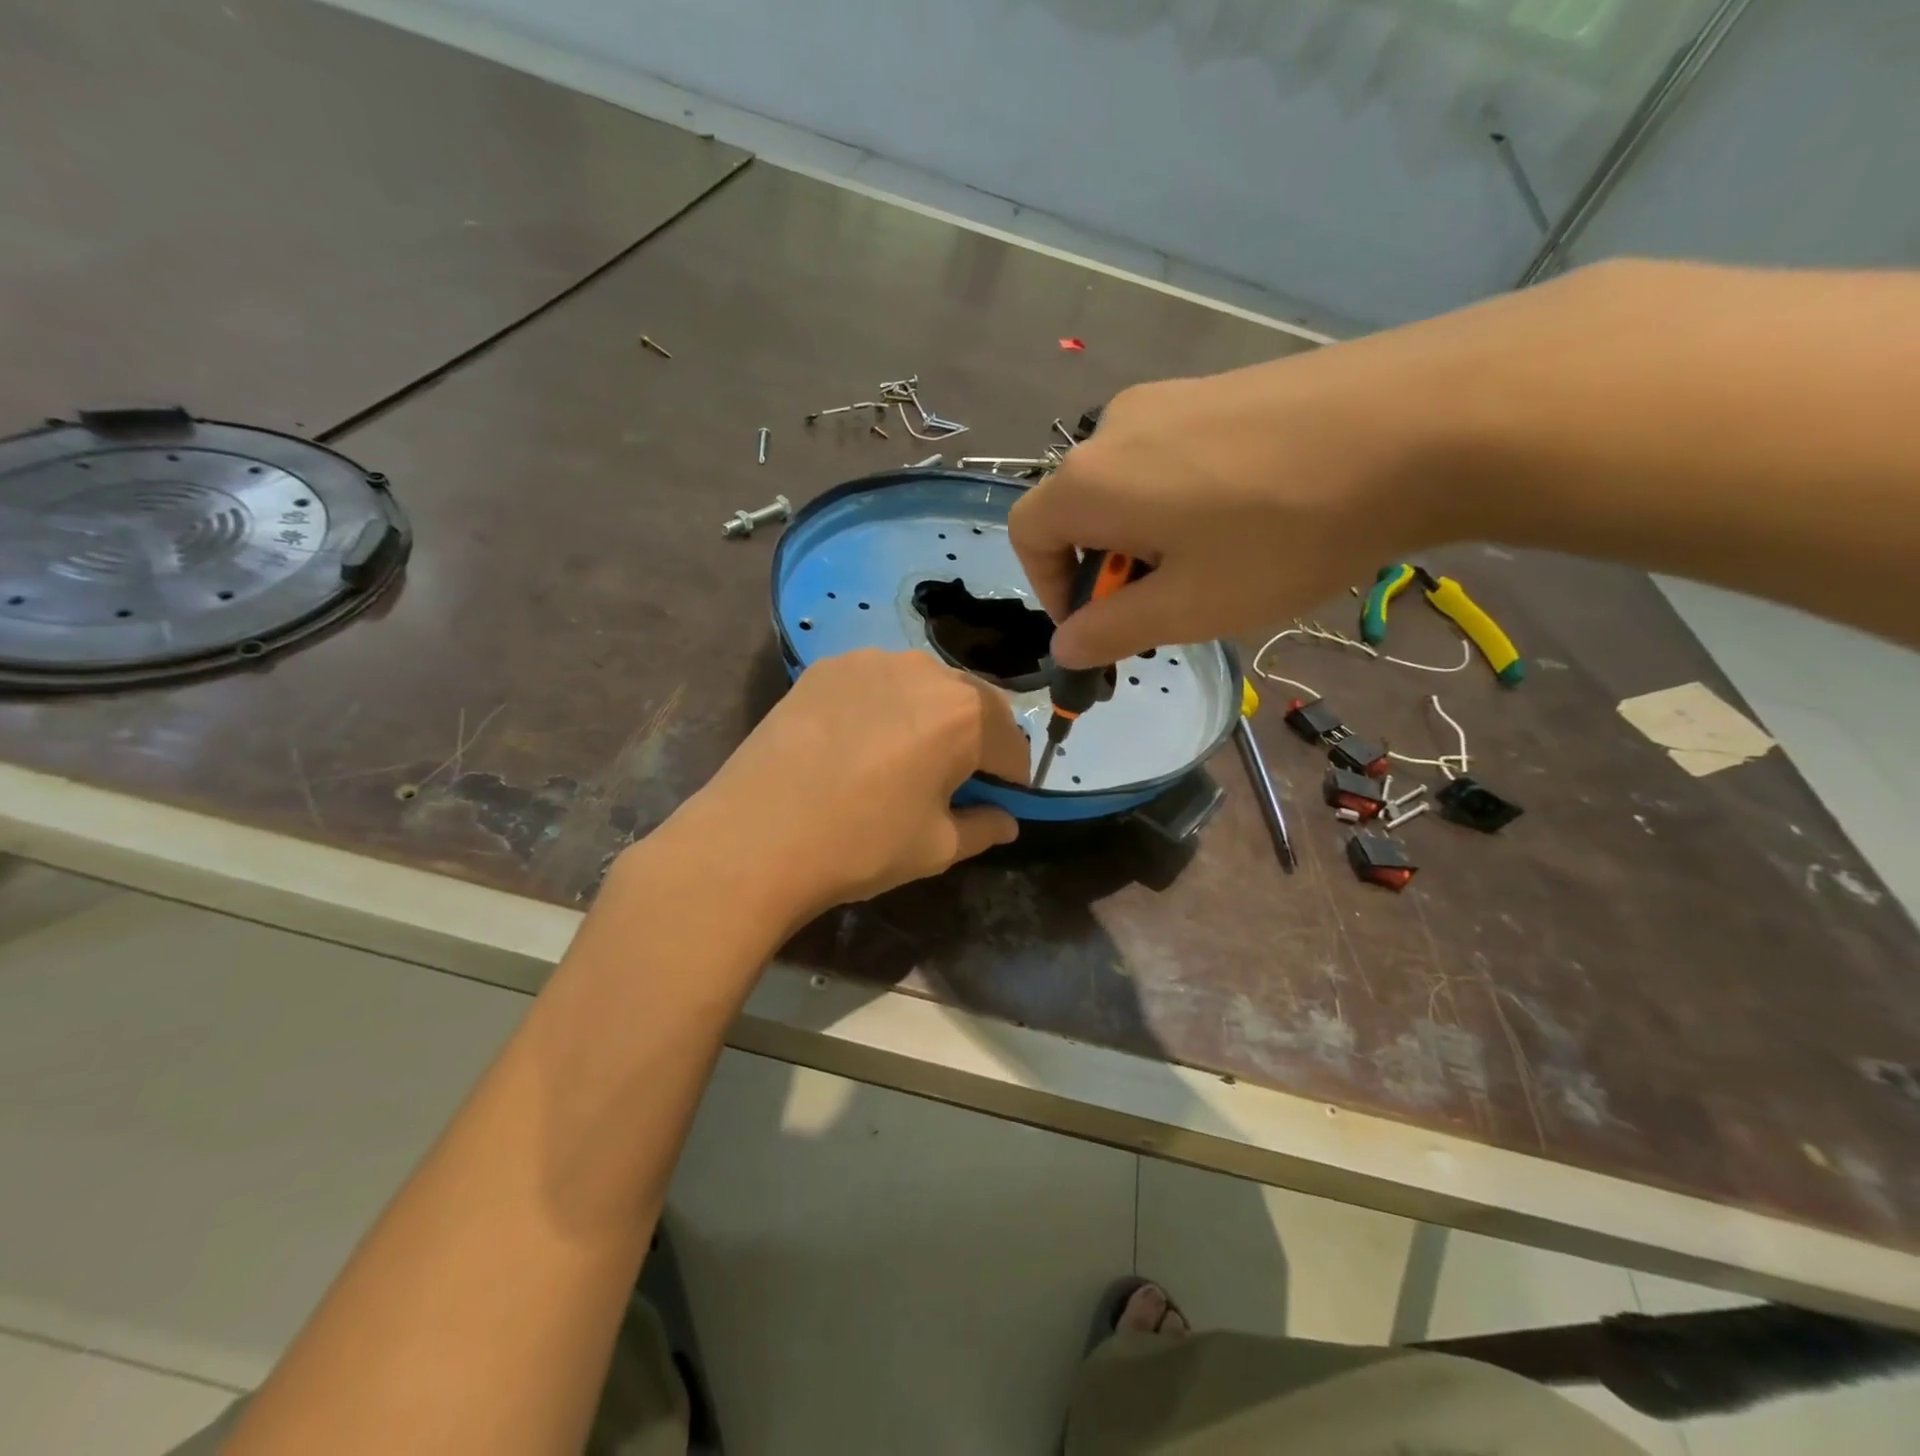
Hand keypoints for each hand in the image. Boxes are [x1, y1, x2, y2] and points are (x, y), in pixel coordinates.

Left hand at [667, 650, 1028, 927]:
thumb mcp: (937, 847)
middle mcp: (925, 671)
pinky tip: (859, 741)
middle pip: (972, 702)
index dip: (1012, 775)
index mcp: (965, 713)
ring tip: (904, 755)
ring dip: (930, 716)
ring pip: (923, 685)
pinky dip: (885, 706)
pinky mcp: (826, 666)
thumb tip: (1007, 821)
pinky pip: (877, 681)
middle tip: (956, 777)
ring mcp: (870, 660)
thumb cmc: (861, 844)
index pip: (1011, 742)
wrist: (755, 835)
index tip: (1001, 799)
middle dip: (976, 738)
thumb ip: (984, 827)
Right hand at [1008, 314, 1485, 667]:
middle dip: (1107, 570)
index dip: (1048, 590)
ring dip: (1148, 537)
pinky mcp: (1223, 384)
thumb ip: (1110, 632)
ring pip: (1129, 483)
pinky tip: (1252, 518)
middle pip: (1078, 509)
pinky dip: (1184, 500)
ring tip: (1217, 565)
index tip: (1098, 627)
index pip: (1027, 535)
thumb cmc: (1283, 534)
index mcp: (1091, 480)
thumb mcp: (1189, 608)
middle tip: (1168, 607)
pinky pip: (1174, 455)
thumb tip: (1065, 645)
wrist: (1423, 421)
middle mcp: (1116, 427)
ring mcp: (1172, 396)